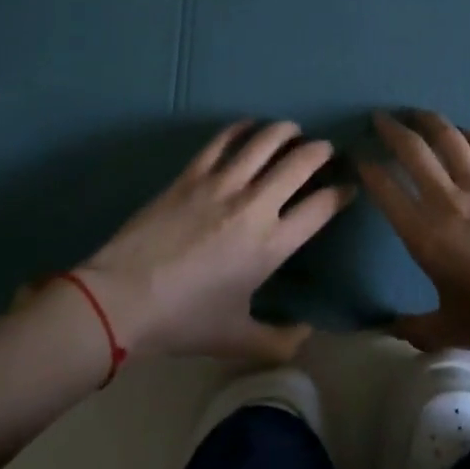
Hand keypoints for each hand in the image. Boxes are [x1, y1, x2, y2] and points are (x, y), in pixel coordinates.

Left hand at [75, 120, 352, 363]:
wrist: (122, 299)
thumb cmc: (183, 321)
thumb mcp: (235, 339)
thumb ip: (279, 341)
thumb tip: (307, 334)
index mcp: (271, 245)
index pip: (321, 207)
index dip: (340, 193)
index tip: (347, 187)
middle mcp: (255, 205)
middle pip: (300, 162)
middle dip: (320, 151)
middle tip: (325, 150)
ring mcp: (222, 183)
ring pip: (265, 140)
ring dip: (286, 130)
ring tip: (293, 130)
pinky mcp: (192, 173)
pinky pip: (223, 139)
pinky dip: (241, 128)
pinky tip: (248, 127)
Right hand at [357, 109, 469, 364]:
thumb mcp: (450, 330)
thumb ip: (413, 327)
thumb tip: (387, 328)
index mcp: (425, 236)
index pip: (385, 190)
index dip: (368, 169)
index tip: (360, 158)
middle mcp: (448, 200)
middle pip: (413, 150)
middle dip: (391, 130)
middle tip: (380, 119)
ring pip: (448, 137)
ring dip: (427, 120)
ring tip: (415, 113)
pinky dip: (467, 135)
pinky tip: (460, 133)